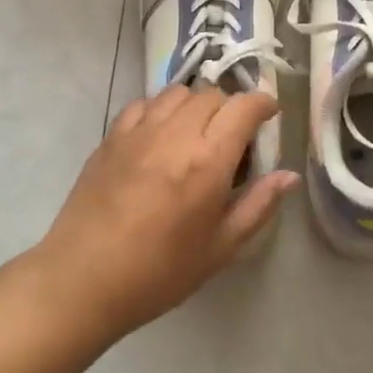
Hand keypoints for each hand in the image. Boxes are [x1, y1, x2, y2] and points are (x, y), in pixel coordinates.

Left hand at [31, 86, 298, 339]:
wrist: (83, 280)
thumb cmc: (159, 272)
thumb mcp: (220, 248)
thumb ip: (258, 205)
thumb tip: (289, 176)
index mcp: (207, 161)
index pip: (243, 108)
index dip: (263, 105)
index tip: (269, 116)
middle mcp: (174, 134)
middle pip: (212, 95)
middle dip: (231, 108)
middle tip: (233, 138)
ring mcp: (138, 132)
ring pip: (178, 93)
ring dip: (197, 104)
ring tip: (197, 134)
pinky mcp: (111, 137)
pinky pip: (144, 104)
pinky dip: (161, 109)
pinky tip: (161, 136)